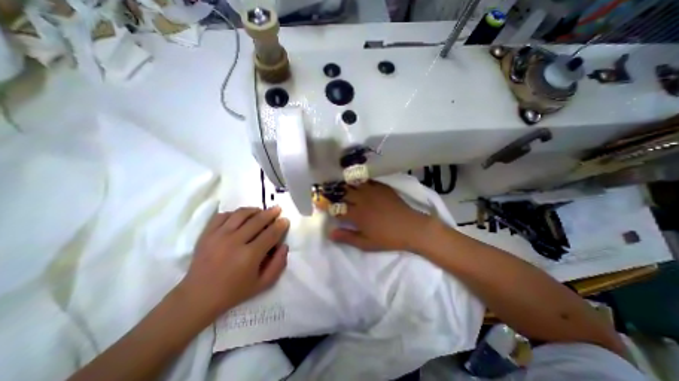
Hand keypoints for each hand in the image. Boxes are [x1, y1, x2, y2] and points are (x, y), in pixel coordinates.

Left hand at [177, 206, 287, 319]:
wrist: (198, 297)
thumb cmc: (234, 292)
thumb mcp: (262, 284)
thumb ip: (278, 264)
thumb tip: (284, 245)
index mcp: (249, 256)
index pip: (270, 234)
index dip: (280, 225)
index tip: (285, 220)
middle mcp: (234, 242)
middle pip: (257, 220)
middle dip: (270, 213)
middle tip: (277, 209)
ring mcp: (218, 236)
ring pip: (240, 214)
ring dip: (254, 210)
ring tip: (260, 211)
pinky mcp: (206, 234)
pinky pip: (222, 215)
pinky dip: (234, 213)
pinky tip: (240, 217)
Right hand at [332, 181, 430, 252]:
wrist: (411, 227)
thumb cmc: (388, 238)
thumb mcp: (366, 243)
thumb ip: (347, 237)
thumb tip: (330, 233)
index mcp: (357, 215)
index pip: (337, 208)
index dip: (328, 206)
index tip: (321, 203)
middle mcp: (362, 200)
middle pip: (343, 193)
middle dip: (333, 191)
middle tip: (326, 188)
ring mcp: (372, 192)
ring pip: (354, 184)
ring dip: (344, 183)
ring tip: (338, 181)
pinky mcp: (381, 187)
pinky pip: (367, 180)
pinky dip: (359, 180)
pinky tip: (356, 179)